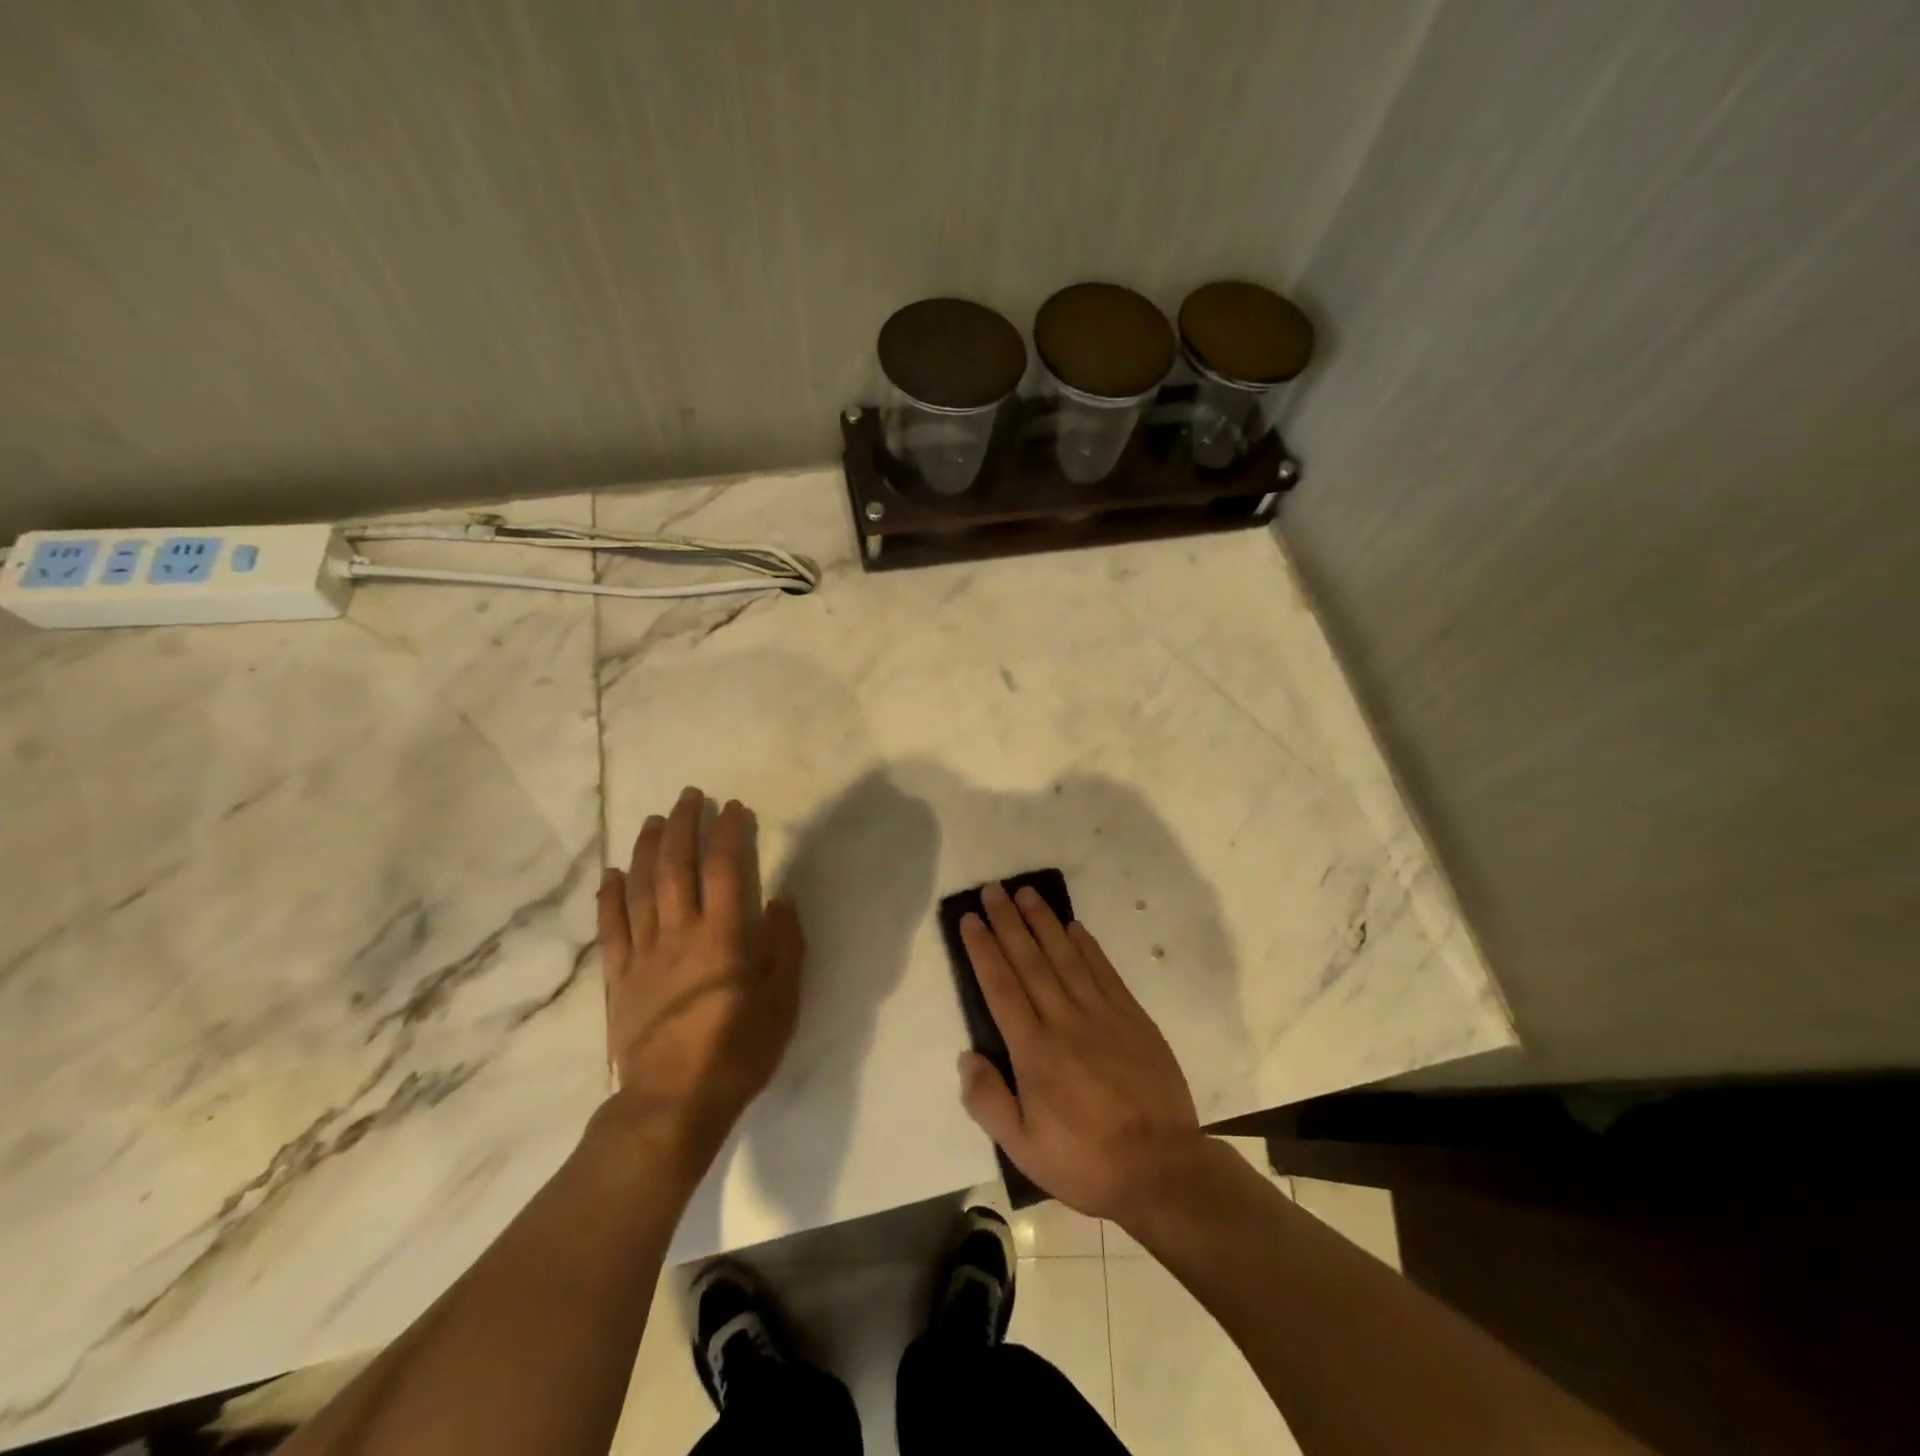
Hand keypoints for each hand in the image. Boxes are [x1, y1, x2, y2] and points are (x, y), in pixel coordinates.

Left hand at [597, 788, 803, 1158]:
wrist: (673, 1104)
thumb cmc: (738, 1052)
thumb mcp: (783, 1002)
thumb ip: (785, 946)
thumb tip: (780, 899)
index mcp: (723, 937)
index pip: (724, 869)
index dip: (729, 833)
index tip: (734, 807)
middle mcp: (680, 934)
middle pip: (677, 868)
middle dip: (685, 826)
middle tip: (690, 796)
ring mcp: (644, 955)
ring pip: (642, 889)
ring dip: (648, 849)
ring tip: (656, 819)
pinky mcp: (619, 979)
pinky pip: (612, 929)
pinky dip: (611, 898)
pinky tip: (613, 874)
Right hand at [957, 882, 1206, 1224]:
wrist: (1163, 1169)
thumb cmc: (1086, 1162)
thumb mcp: (1024, 1150)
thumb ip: (989, 1102)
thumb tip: (967, 1056)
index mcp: (1034, 1051)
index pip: (1001, 987)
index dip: (983, 949)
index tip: (970, 919)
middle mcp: (1065, 1021)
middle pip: (1030, 961)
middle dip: (1008, 922)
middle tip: (993, 890)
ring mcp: (1102, 1015)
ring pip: (1066, 957)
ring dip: (1043, 922)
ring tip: (1026, 893)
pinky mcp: (1133, 1017)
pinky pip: (1104, 971)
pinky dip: (1088, 946)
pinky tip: (1073, 926)